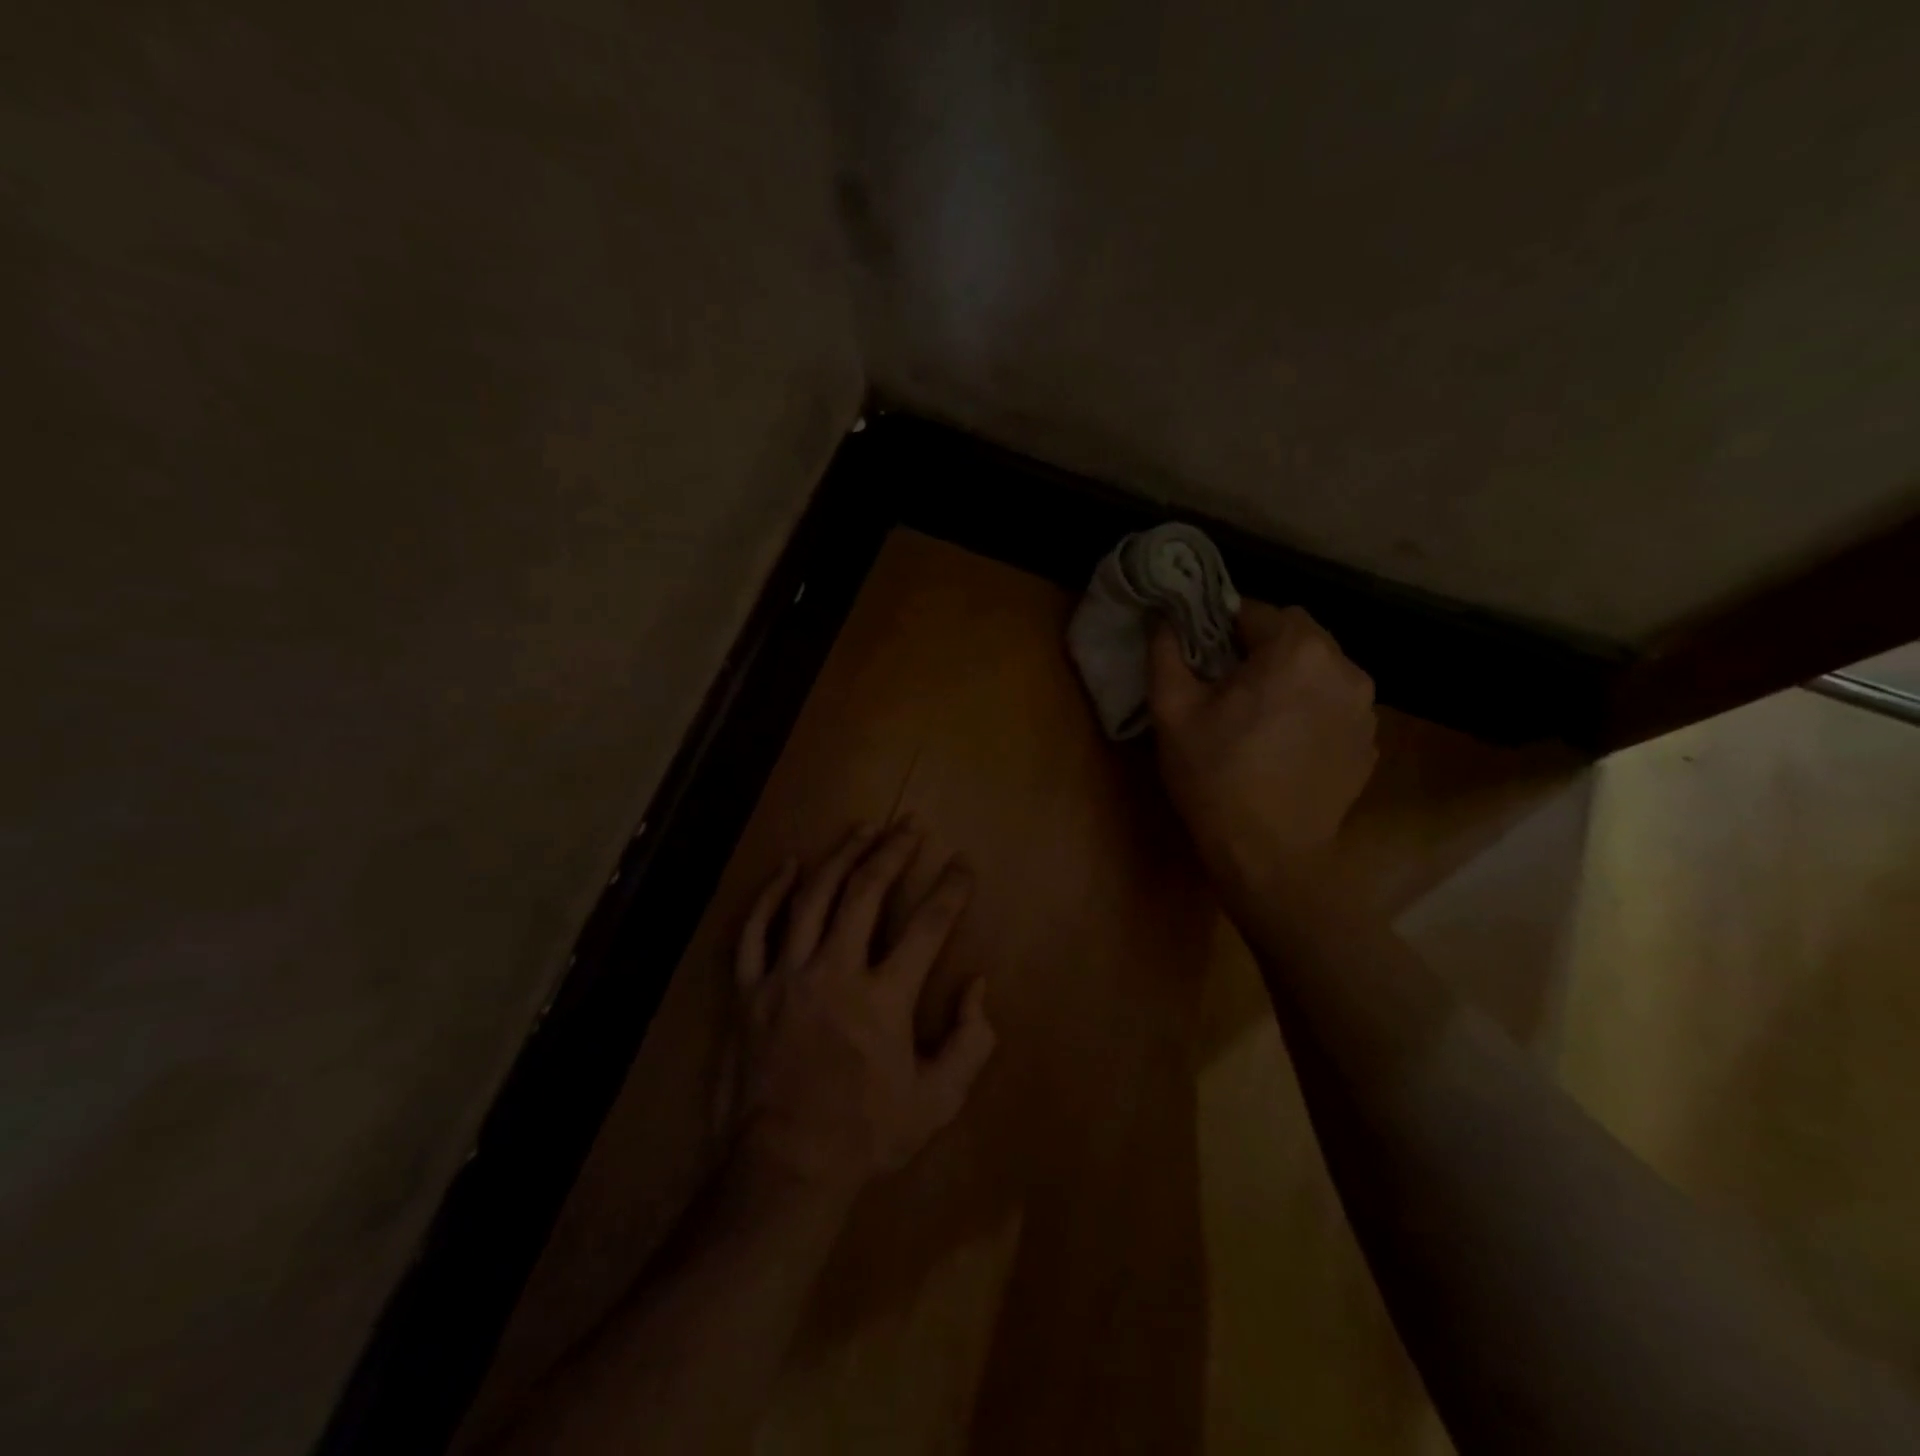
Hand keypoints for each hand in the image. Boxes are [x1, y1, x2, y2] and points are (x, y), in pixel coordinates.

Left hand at [727, 821, 996, 1204]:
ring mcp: (785, 976)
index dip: (951, 889)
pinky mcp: (748, 989)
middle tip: (911, 826)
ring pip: (813, 896)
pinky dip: (772, 893)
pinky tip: (790, 866)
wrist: (785, 1167)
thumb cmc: (866, 1134)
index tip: (963, 863)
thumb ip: (970, 1042)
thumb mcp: (937, 1101)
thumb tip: (977, 986)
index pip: (927, 926)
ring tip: (864, 829)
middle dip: (894, 852)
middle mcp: (834, 972)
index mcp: (884, 999)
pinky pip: (755, 929)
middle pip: (866, 892)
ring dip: (842, 856)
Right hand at [1149, 601, 1377, 891]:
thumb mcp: (1172, 712)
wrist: (1269, 855)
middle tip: (1227, 688)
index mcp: (1296, 650)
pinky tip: (1284, 744)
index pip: (1255, 611)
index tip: (1202, 659)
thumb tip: (1162, 617)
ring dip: (1289, 677)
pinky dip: (1311, 708)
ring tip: (1258, 716)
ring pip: (1318, 668)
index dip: (1222, 629)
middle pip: (1295, 634)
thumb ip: (1166, 652)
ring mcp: (1364, 707)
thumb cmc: (1215, 777)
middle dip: (1260, 649)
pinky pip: (1335, 704)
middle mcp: (1343, 667)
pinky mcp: (1368, 741)